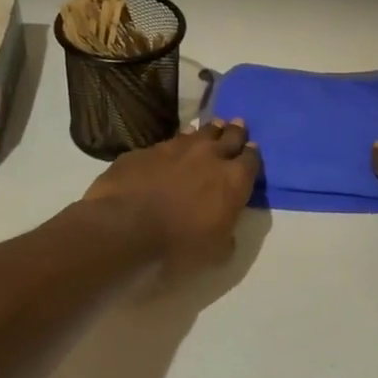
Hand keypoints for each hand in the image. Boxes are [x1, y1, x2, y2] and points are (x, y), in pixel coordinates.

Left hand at [85, 118, 259, 272]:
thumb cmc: (179, 245)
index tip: (252, 151)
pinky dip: (176, 144)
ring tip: (212, 128)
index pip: (251, 160)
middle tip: (238, 125)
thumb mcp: (217, 253)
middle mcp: (210, 155)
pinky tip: (173, 148)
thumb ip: (228, 235)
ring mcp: (176, 148)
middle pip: (229, 135)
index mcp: (233, 180)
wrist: (125, 228)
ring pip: (199, 132)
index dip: (252, 155)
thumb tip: (227, 229)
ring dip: (208, 131)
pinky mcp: (146, 150)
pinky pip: (168, 142)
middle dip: (235, 131)